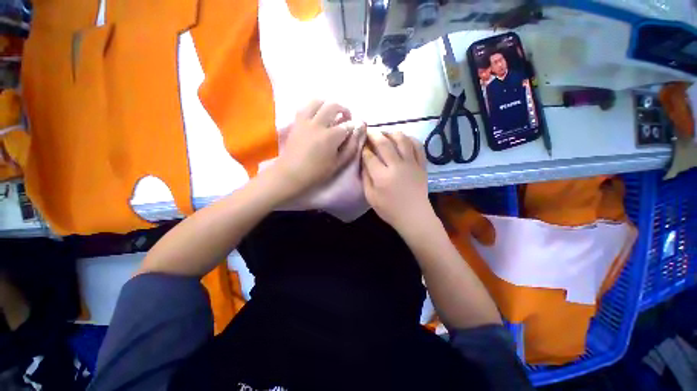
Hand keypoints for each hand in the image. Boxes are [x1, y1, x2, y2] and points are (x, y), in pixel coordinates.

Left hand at [274, 100, 364, 197]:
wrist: (292, 173)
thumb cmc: (317, 172)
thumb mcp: (338, 163)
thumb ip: (351, 147)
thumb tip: (358, 133)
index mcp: (331, 136)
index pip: (347, 125)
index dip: (353, 126)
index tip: (354, 130)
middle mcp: (318, 124)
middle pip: (333, 106)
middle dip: (344, 109)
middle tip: (346, 117)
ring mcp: (305, 121)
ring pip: (318, 101)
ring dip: (328, 104)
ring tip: (331, 112)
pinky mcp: (296, 122)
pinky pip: (305, 107)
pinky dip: (314, 107)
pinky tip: (317, 115)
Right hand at [361, 131, 432, 231]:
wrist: (414, 216)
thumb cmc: (389, 210)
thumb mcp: (371, 197)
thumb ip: (366, 178)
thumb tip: (364, 162)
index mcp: (382, 176)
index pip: (370, 156)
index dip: (364, 148)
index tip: (361, 143)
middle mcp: (397, 166)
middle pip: (384, 143)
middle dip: (374, 134)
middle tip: (369, 130)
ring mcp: (411, 164)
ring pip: (402, 140)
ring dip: (392, 132)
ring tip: (385, 132)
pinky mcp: (422, 165)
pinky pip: (418, 146)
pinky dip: (410, 139)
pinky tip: (403, 139)